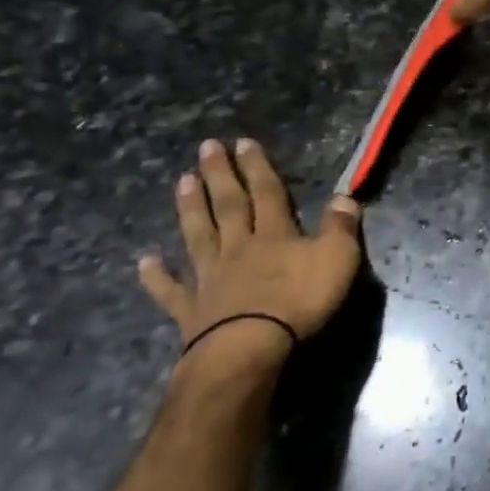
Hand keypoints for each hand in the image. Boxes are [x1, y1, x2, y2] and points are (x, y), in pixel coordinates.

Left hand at [138, 138, 362, 374]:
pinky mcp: (192, 312)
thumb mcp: (337, 259)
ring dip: (190, 208)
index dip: (258, 167)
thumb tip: (345, 197)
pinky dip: (157, 277)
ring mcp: (210, 278)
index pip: (267, 193)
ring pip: (199, 235)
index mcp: (275, 235)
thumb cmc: (299, 302)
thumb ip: (341, 227)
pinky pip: (171, 290)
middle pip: (229, 206)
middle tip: (206, 148)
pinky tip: (145, 261)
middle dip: (220, 175)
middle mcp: (239, 248)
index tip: (244, 141)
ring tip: (181, 181)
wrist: (250, 349)